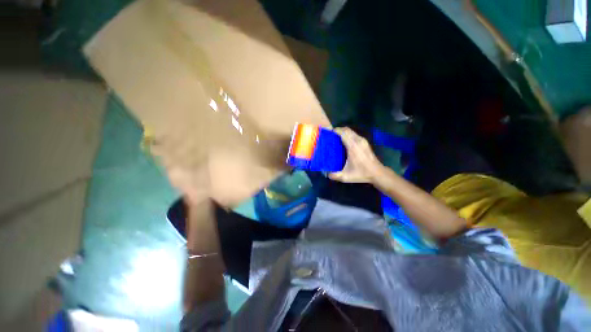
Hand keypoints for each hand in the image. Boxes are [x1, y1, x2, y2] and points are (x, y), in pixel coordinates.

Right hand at [329, 127, 383, 182]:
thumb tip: (326, 172)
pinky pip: (354, 134)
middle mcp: (358, 141)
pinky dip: (348, 135)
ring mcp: (362, 141)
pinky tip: (344, 142)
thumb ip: (334, 175)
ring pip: (351, 131)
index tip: (328, 133)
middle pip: (347, 130)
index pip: (343, 133)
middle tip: (330, 136)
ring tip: (336, 139)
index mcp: (353, 146)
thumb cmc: (361, 174)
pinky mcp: (365, 142)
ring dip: (343, 132)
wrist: (377, 173)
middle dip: (338, 130)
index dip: (335, 131)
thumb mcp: (346, 177)